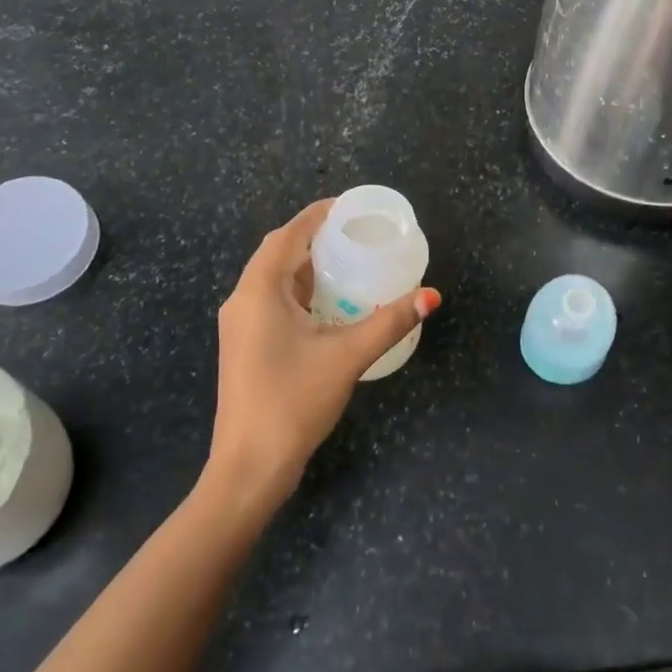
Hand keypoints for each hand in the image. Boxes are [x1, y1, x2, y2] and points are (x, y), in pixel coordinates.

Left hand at [203, 200, 440, 517]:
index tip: (348, 206)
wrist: (250, 465)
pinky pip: (272, 304)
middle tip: (355, 234)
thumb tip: (431, 295)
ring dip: (306, 268)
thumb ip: (389, 322)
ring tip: (348, 262)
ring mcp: (240, 327)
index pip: (287, 235)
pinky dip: (300, 294)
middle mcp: (242, 301)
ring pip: (274, 281)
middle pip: (278, 254)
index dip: (316, 215)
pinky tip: (328, 305)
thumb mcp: (347, 356)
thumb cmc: (293, 401)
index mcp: (258, 291)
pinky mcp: (246, 348)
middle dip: (314, 239)